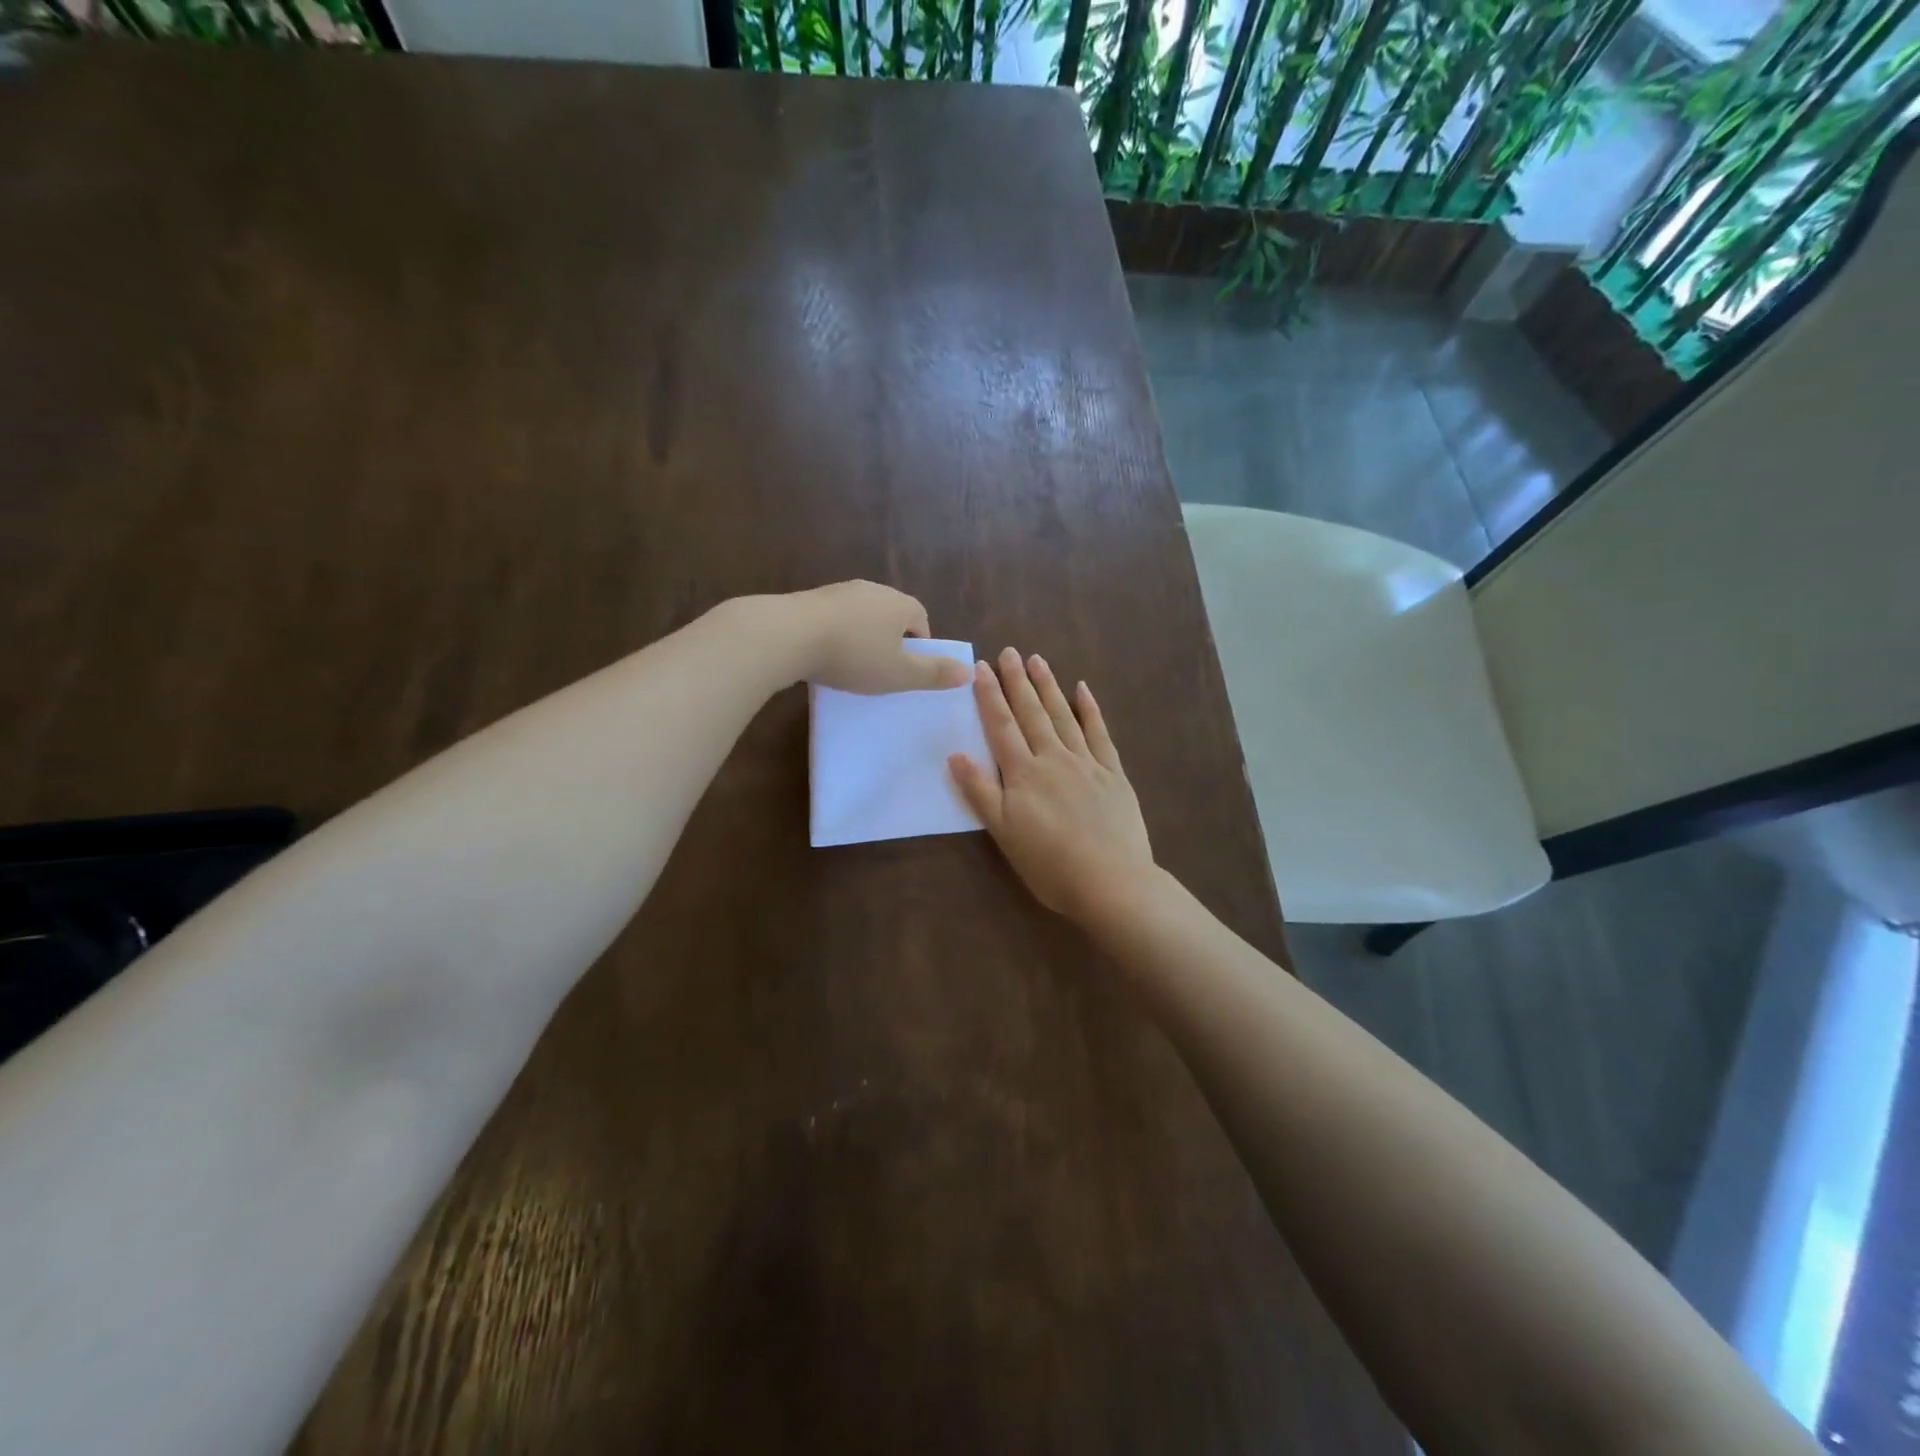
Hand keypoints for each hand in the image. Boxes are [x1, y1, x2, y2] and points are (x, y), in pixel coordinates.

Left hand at [780, 581, 969, 693]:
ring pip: (862, 615)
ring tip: (852, 664)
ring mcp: (840, 591)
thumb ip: (933, 674)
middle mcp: (874, 589)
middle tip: (882, 670)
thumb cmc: (854, 656)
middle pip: (892, 615)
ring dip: (862, 636)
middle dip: (891, 640)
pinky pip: (834, 618)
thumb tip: (969, 672)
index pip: (921, 620)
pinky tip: (824, 655)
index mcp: (901, 604)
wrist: (789, 634)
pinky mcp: (811, 598)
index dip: (920, 646)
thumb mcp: (899, 674)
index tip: (908, 671)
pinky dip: (836, 634)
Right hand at [949, 648, 1154, 923]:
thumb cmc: (1050, 864)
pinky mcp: (1113, 773)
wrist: (1111, 881)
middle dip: (1017, 681)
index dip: (990, 696)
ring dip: (1048, 687)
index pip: (1002, 726)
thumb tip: (955, 754)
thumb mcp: (1004, 833)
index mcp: (1023, 774)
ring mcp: (1086, 763)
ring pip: (1063, 716)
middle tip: (1009, 652)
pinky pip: (1099, 733)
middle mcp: (1053, 758)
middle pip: (1031, 713)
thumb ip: (980, 792)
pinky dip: (1090, 709)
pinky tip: (1083, 689)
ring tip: (1037, 660)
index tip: (982, 667)